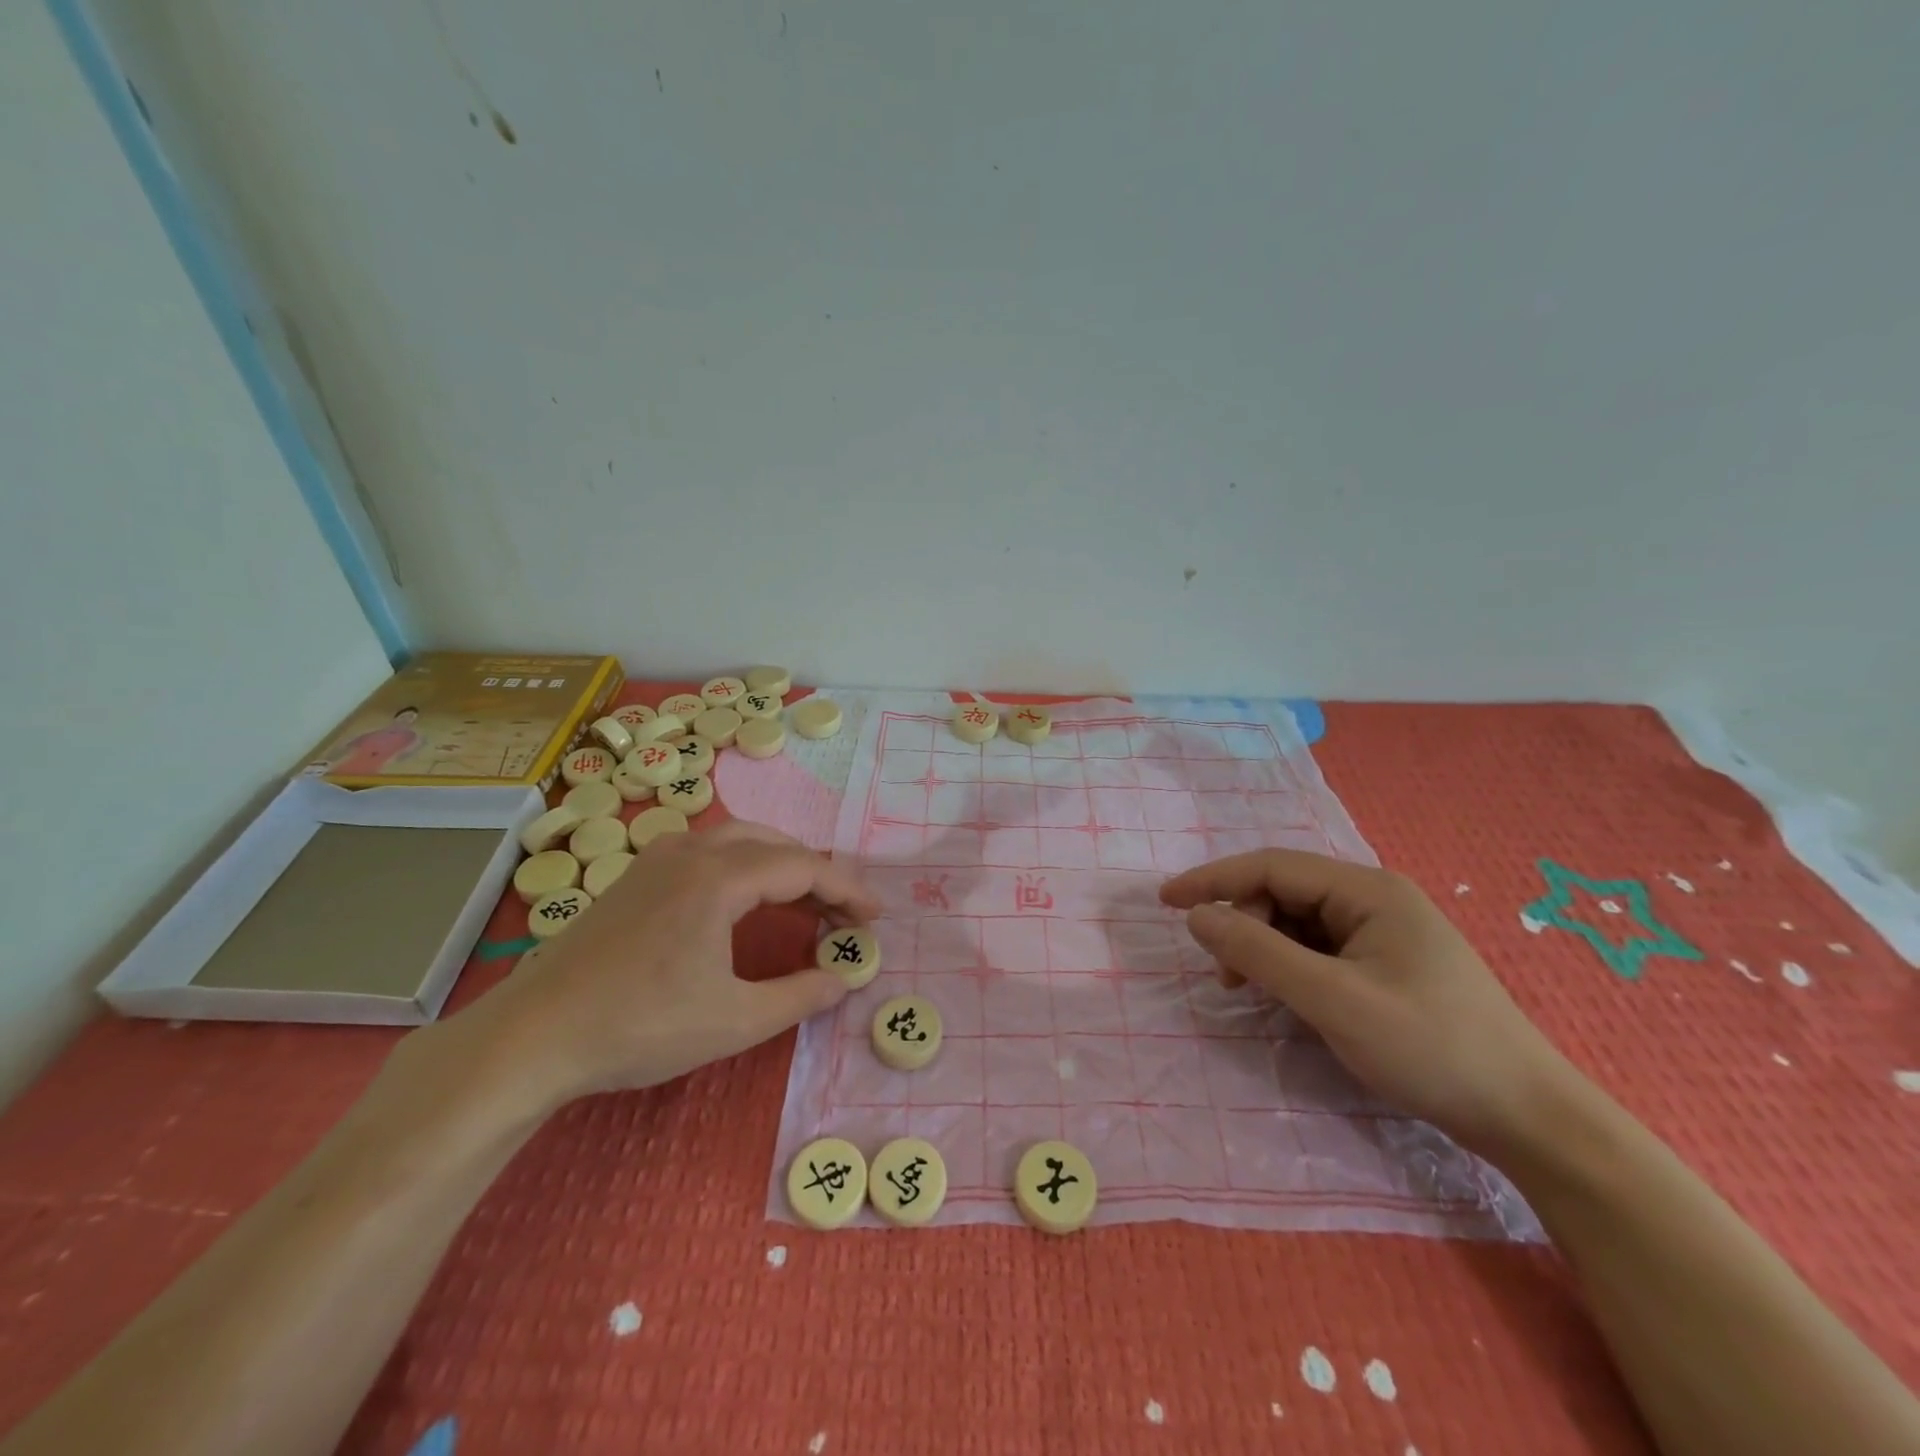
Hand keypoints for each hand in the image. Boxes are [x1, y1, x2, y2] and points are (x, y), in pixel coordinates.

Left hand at [461, 821, 879, 1112]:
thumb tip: (844, 979)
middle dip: (818, 874)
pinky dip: (745, 867)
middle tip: (844, 914)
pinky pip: (708, 853)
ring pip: (739, 841)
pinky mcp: (636, 876)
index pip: (803, 867)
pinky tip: (744, 901)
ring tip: (805, 904)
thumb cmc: (639, 1027)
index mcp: (719, 878)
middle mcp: (691, 853)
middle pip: (775, 845)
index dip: (848, 889)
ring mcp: (657, 859)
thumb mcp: (734, 1021)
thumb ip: (799, 995)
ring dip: (781, 866)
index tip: (876, 916)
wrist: (532, 1036)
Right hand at [1160, 850, 1578, 1155]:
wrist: (1529, 1118)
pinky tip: (1286, 997)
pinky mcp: (1387, 965)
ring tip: (1249, 990)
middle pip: (1283, 893)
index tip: (1166, 901)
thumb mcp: (1333, 1000)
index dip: (1213, 880)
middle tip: (1223, 977)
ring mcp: (1383, 933)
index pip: (1271, 867)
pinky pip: (1319, 950)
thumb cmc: (1431, 1049)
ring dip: (1264, 949)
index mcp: (1367, 891)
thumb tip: (1196, 916)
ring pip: (1298, 924)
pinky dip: (1290, 967)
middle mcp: (1374, 900)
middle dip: (1243, 925)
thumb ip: (1259, 952)